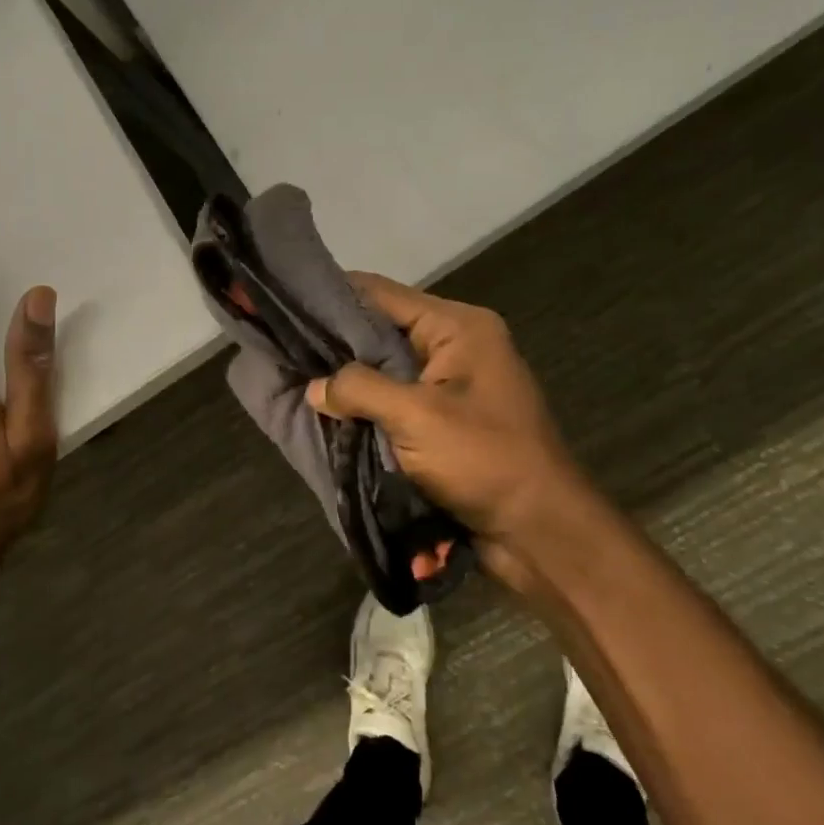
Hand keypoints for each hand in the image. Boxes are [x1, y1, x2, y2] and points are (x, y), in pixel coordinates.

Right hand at [307, 273, 593, 583]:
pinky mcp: (447, 419)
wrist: (541, 530)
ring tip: (295, 378)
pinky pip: (397, 401)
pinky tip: (329, 412)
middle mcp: (455, 346)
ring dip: (349, 379)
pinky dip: (367, 406)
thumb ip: (359, 390)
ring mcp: (452, 385)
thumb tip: (314, 388)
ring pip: (386, 369)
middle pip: (382, 330)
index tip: (285, 305)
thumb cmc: (484, 460)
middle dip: (335, 343)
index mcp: (458, 327)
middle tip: (282, 348)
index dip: (331, 297)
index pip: (382, 294)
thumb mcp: (416, 417)